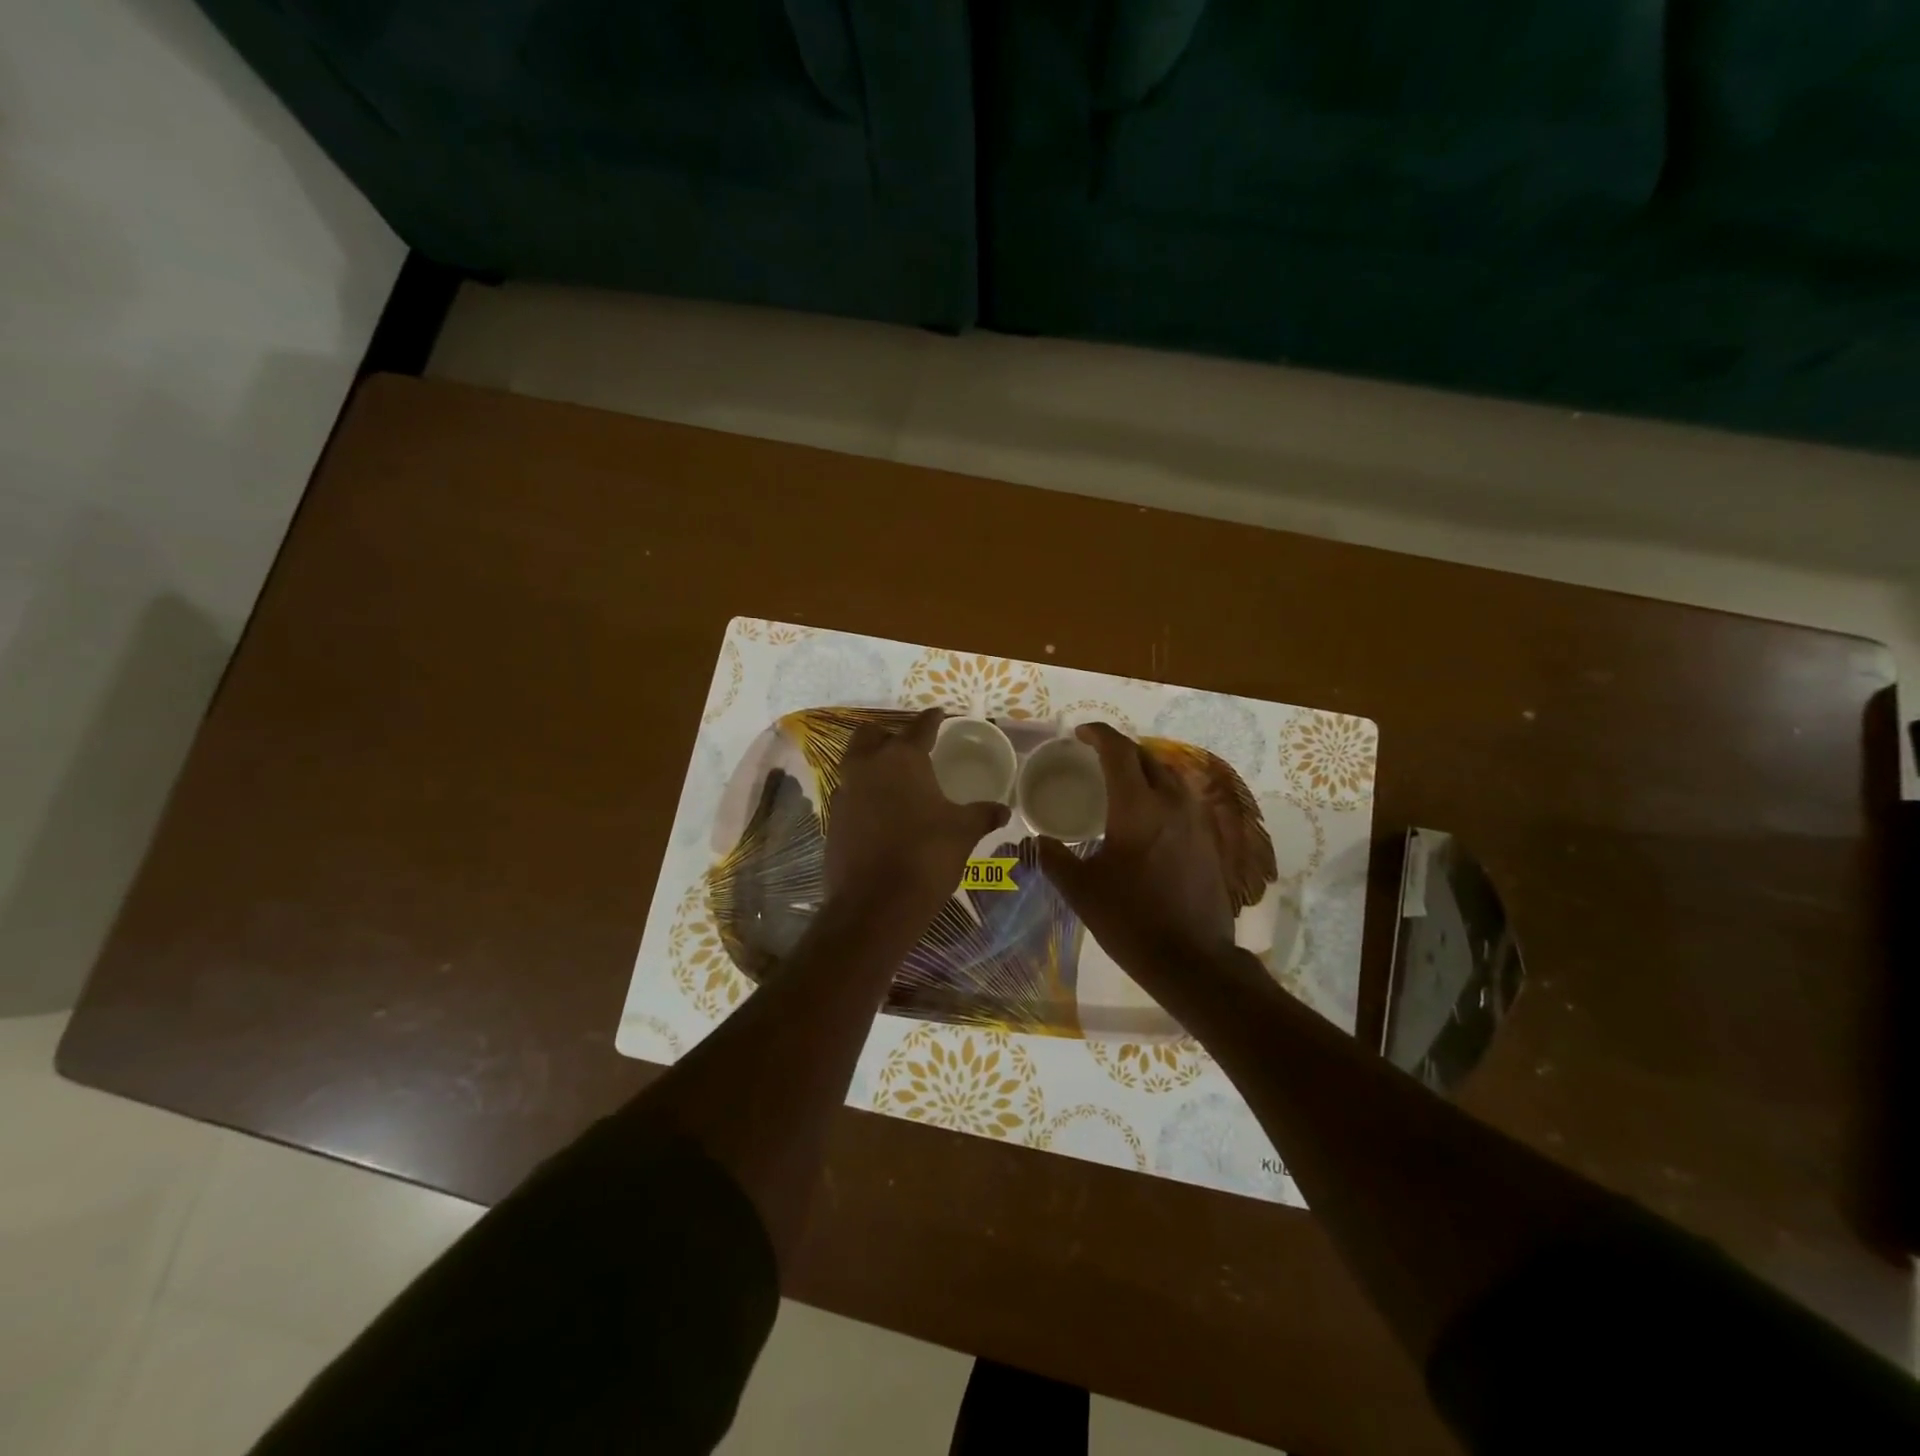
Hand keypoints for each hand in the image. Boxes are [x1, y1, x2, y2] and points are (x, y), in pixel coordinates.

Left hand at [825, 709, 1010, 932]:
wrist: (874, 905)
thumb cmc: (926, 856)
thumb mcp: (963, 832)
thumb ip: (982, 814)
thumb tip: (1003, 809)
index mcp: (902, 759)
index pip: (920, 727)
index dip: (932, 718)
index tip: (939, 713)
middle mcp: (867, 767)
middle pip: (871, 735)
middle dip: (888, 735)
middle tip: (908, 747)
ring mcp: (844, 793)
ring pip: (854, 763)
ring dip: (871, 763)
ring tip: (894, 778)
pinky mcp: (832, 819)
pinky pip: (848, 794)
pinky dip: (863, 794)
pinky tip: (880, 811)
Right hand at [1037, 723, 1237, 987]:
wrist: (1192, 959)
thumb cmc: (1130, 920)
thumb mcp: (1081, 890)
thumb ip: (1054, 858)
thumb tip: (1037, 840)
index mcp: (1137, 807)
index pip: (1119, 751)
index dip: (1098, 734)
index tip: (1080, 734)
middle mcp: (1171, 803)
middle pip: (1147, 756)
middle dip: (1120, 749)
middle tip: (1096, 757)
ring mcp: (1196, 820)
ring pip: (1169, 775)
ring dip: (1143, 768)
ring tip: (1121, 781)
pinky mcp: (1208, 839)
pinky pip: (1182, 798)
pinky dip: (1160, 791)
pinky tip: (1147, 814)